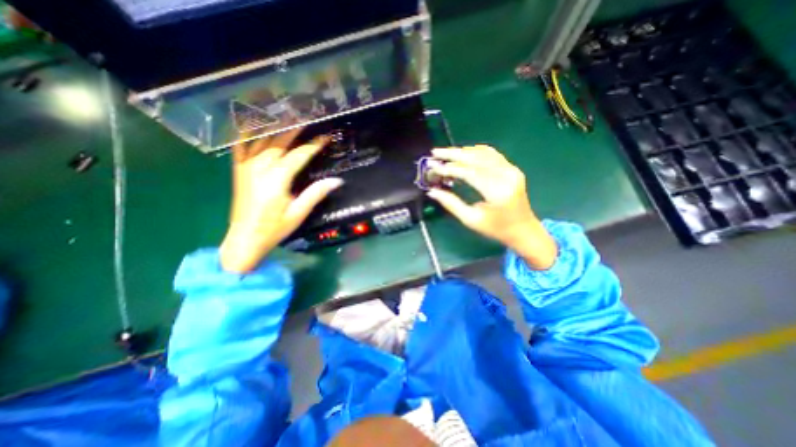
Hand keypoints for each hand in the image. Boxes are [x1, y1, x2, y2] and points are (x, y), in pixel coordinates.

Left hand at [220, 127, 341, 272]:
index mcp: (277, 178)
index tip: (326, 137)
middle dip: (296, 130)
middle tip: (309, 120)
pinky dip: (248, 133)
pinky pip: (241, 145)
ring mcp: (246, 166)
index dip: (314, 145)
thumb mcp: (299, 213)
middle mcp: (260, 167)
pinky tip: (253, 124)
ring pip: (261, 139)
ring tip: (288, 118)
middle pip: (280, 142)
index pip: (299, 155)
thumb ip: (316, 194)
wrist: (245, 238)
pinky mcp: (238, 170)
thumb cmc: (275, 228)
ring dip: (276, 127)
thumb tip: (337, 181)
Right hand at [426, 145, 554, 268]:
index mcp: (497, 192)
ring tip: (445, 153)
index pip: (470, 173)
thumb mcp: (471, 220)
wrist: (523, 229)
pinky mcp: (512, 168)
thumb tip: (432, 191)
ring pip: (483, 153)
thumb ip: (451, 204)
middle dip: (453, 154)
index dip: (450, 169)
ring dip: (463, 151)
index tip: (434, 168)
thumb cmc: (496, 229)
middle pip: (476, 157)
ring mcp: (512, 170)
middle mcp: (507, 176)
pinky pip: (492, 154)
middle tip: (435, 152)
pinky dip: (475, 152)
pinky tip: (463, 153)